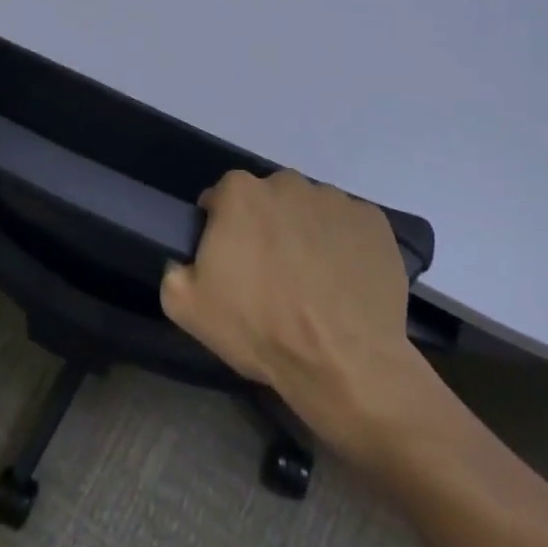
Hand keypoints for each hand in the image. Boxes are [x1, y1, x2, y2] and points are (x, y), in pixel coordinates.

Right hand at [160, 169, 431, 451]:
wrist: (344, 364)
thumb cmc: (261, 328)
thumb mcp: (186, 306)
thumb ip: (174, 269)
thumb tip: (184, 260)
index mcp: (239, 193)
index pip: (221, 199)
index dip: (222, 230)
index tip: (231, 264)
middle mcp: (286, 182)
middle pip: (268, 200)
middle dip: (266, 228)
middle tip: (273, 276)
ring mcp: (334, 199)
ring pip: (309, 210)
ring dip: (306, 234)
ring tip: (313, 284)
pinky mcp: (373, 221)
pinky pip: (349, 225)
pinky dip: (344, 245)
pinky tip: (344, 283)